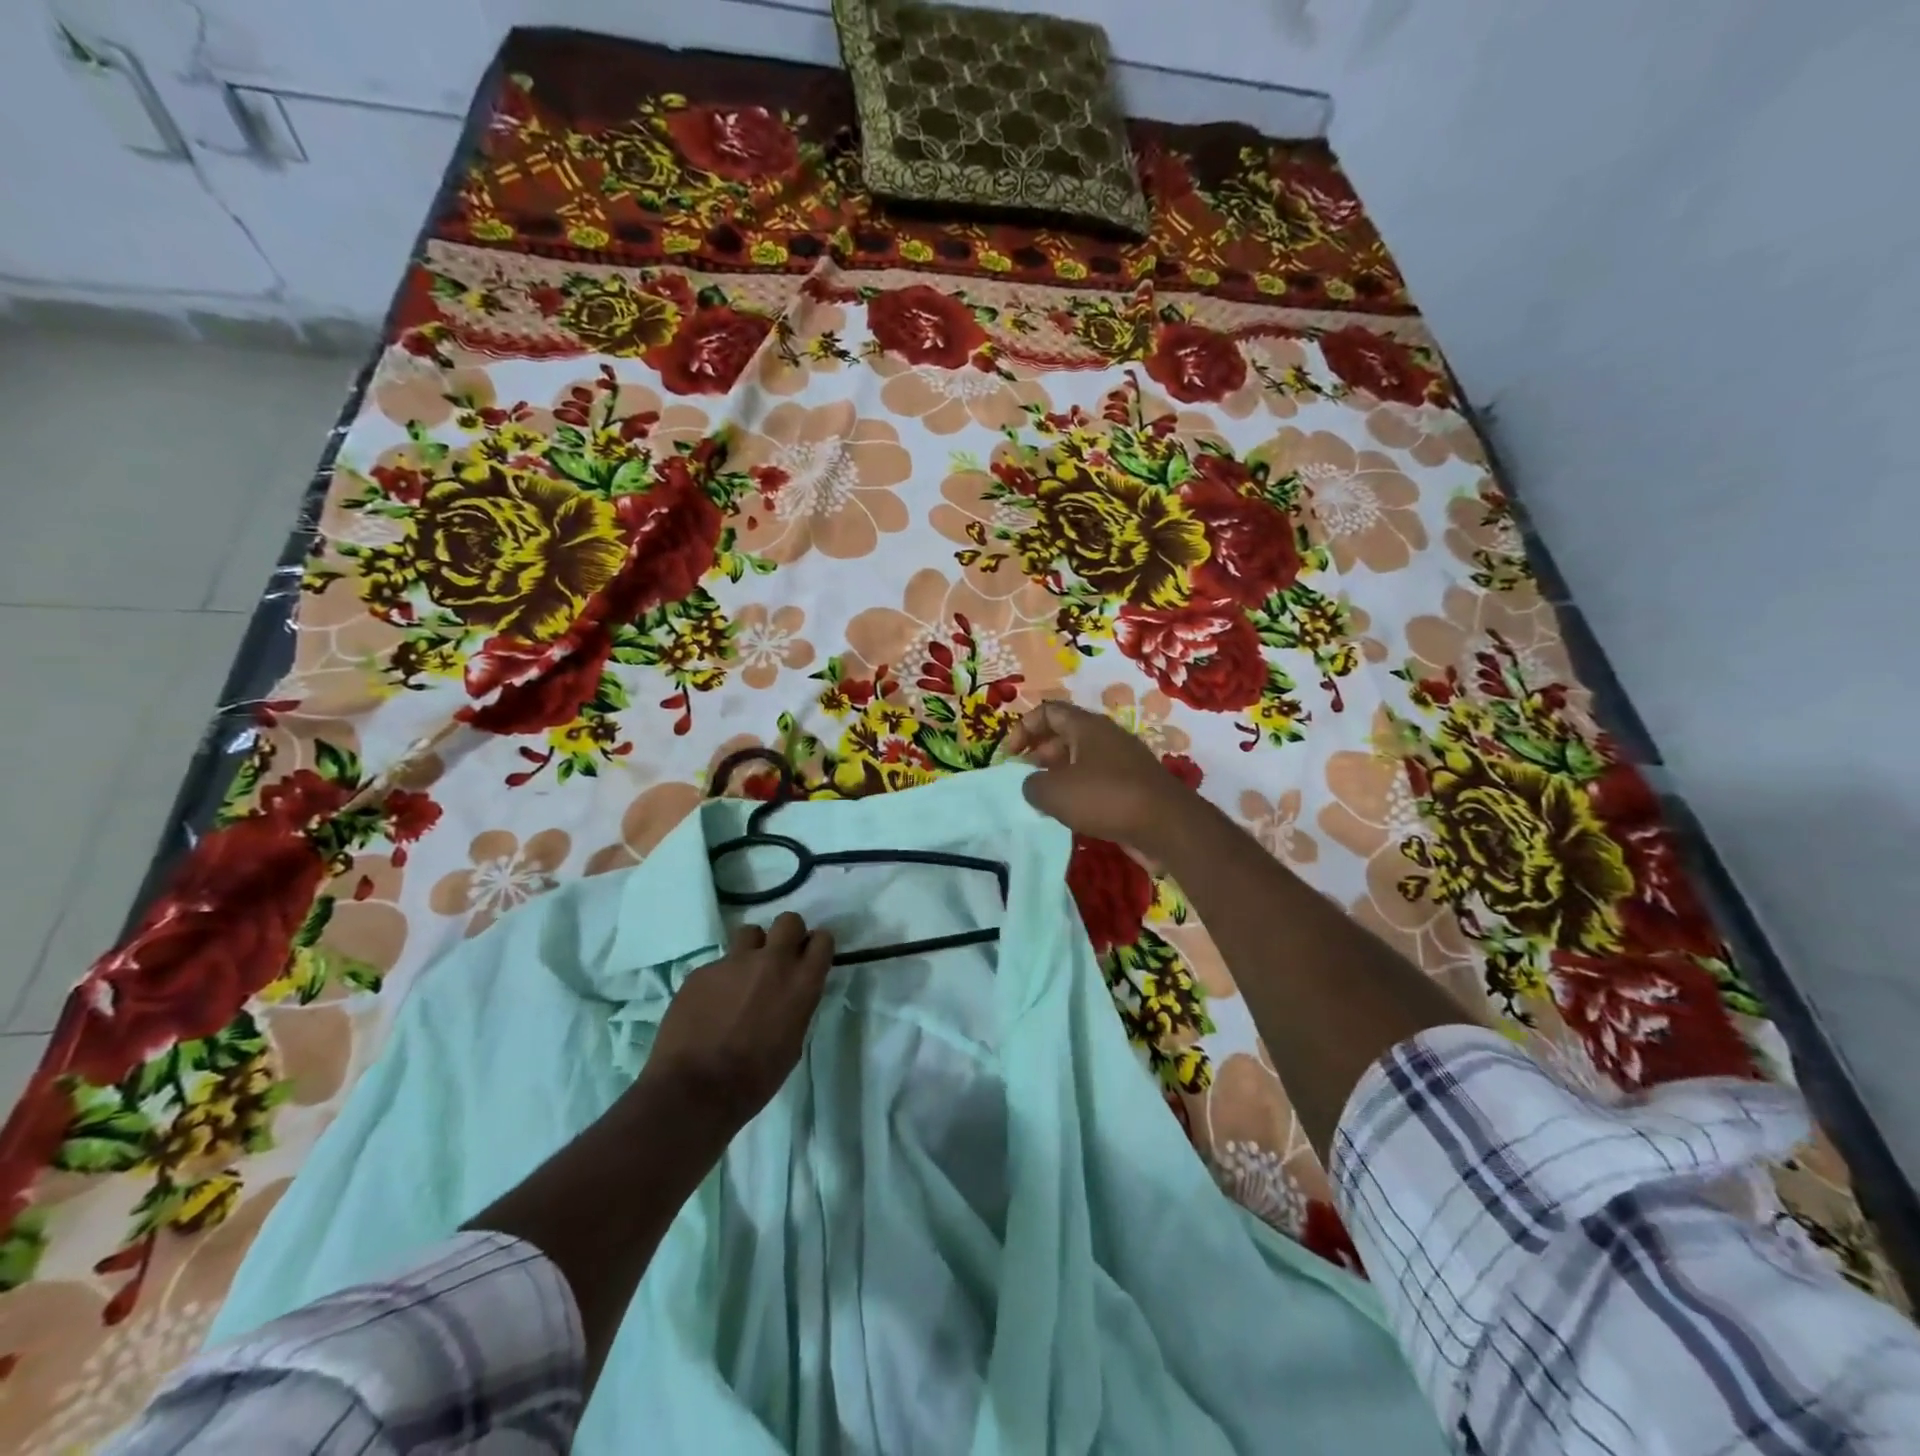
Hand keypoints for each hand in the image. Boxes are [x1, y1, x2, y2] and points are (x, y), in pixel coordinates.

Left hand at [639, 913, 834, 1132]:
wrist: (695, 1090)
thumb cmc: (755, 1078)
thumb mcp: (793, 1042)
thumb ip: (796, 1006)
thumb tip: (790, 994)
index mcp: (801, 983)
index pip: (822, 939)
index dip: (815, 947)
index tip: (808, 959)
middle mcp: (772, 962)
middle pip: (788, 920)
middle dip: (786, 935)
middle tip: (777, 960)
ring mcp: (733, 962)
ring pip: (750, 933)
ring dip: (751, 950)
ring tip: (740, 978)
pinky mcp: (702, 971)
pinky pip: (717, 965)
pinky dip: (718, 980)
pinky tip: (709, 1007)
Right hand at [1005, 701, 1199, 854]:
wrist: (1166, 826)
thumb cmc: (1105, 797)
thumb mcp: (1054, 791)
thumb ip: (1032, 785)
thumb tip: (1033, 786)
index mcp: (1087, 726)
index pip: (1048, 711)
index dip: (1023, 728)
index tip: (1010, 755)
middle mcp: (1106, 738)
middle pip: (1064, 735)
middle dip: (1039, 754)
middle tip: (1025, 779)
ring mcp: (1123, 762)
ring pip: (1081, 761)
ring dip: (1058, 776)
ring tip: (1043, 800)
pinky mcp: (1133, 788)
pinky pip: (1097, 782)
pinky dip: (1079, 793)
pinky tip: (1070, 815)